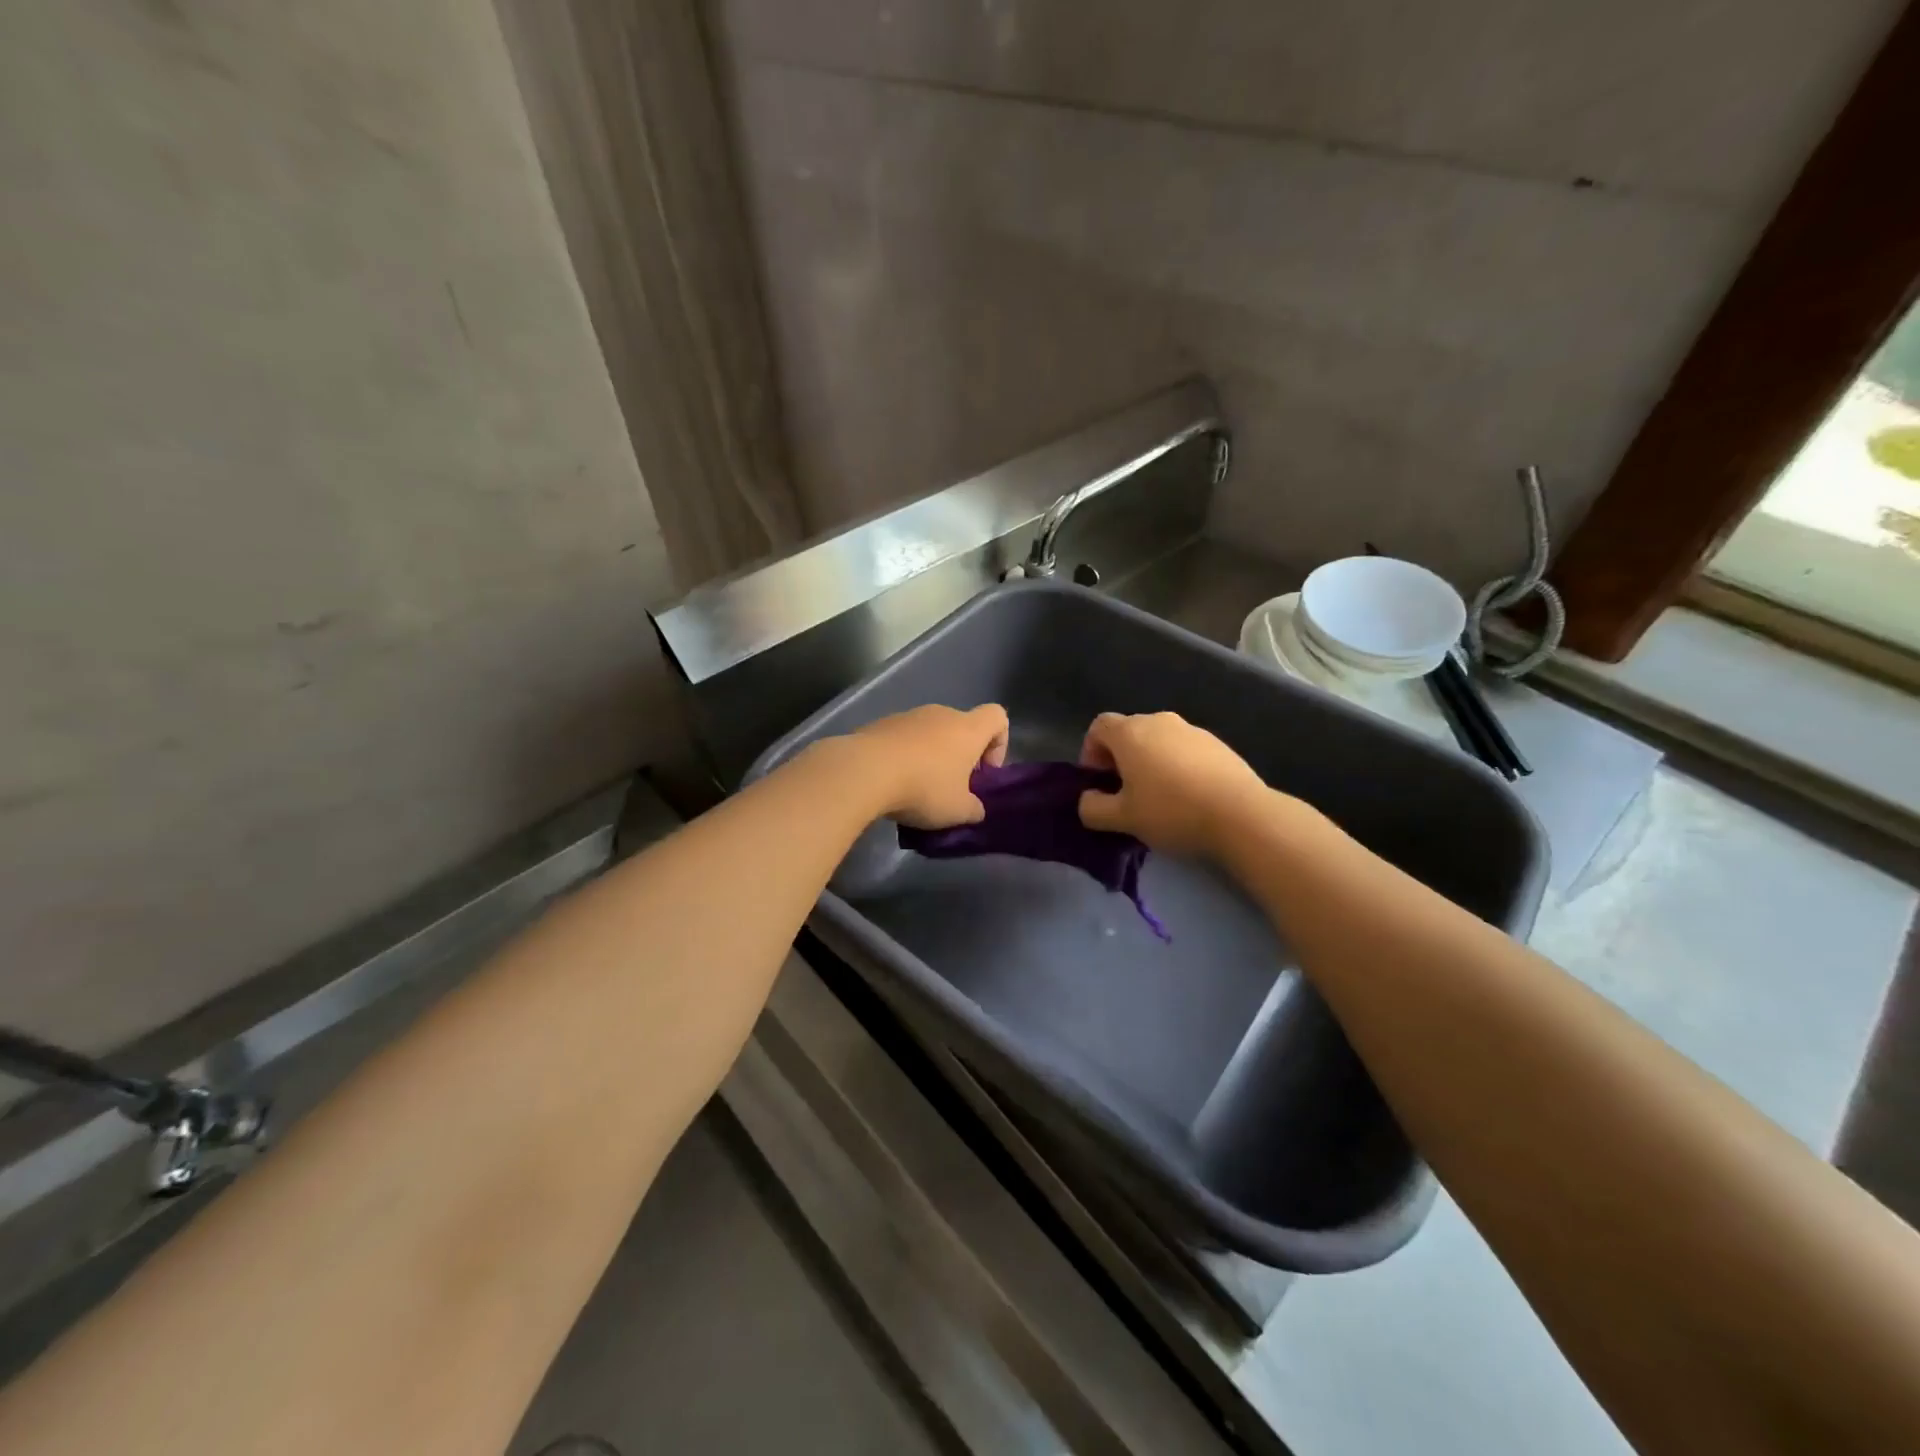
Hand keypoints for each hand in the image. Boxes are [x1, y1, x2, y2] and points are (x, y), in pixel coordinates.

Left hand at [845, 703, 1008, 828]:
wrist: (864, 771)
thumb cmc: (924, 787)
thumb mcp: (958, 811)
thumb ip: (974, 809)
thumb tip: (974, 808)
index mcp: (968, 728)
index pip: (998, 717)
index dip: (999, 744)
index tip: (983, 773)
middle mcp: (941, 714)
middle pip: (961, 727)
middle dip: (960, 756)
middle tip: (951, 788)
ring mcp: (908, 716)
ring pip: (929, 733)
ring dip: (930, 757)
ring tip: (916, 789)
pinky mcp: (880, 724)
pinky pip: (902, 739)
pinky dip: (903, 756)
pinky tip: (891, 783)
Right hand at [1077, 711, 1266, 855]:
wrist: (1241, 815)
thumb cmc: (1171, 811)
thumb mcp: (1122, 819)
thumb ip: (1093, 808)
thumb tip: (1087, 800)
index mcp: (1131, 733)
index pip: (1098, 726)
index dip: (1091, 752)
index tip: (1099, 782)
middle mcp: (1160, 721)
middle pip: (1129, 732)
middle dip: (1120, 759)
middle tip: (1125, 794)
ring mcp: (1193, 730)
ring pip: (1159, 741)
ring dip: (1150, 762)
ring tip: (1159, 798)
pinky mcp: (1219, 744)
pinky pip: (1185, 750)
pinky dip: (1178, 766)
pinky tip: (1188, 797)